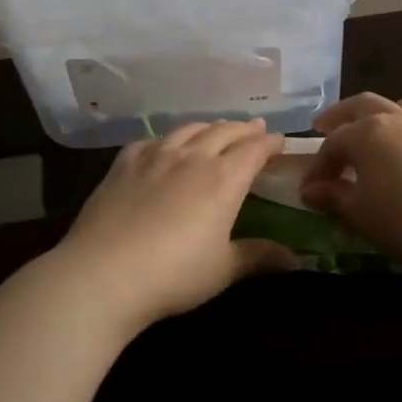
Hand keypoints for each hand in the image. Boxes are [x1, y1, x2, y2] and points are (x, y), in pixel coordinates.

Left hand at [50, 119, 297, 331]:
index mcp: (223, 179)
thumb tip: (297, 260)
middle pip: (223, 132)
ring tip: (216, 130)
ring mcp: (155, 156)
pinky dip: (169, 139)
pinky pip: (152, 140)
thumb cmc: (173, 274)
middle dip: (243, 129)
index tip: (279, 140)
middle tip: (255, 129)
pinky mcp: (124, 164)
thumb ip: (259, 257)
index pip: (253, 149)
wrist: (103, 273)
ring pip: (188, 129)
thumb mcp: (223, 269)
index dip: (269, 142)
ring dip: (209, 127)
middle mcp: (192, 157)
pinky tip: (165, 145)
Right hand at [299, 94, 401, 273]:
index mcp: (367, 132)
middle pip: (363, 105)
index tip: (309, 192)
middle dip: (341, 116)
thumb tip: (310, 191)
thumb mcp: (359, 214)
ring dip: (382, 115)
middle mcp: (398, 120)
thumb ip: (332, 198)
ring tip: (374, 128)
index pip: (333, 144)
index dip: (318, 166)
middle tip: (324, 125)